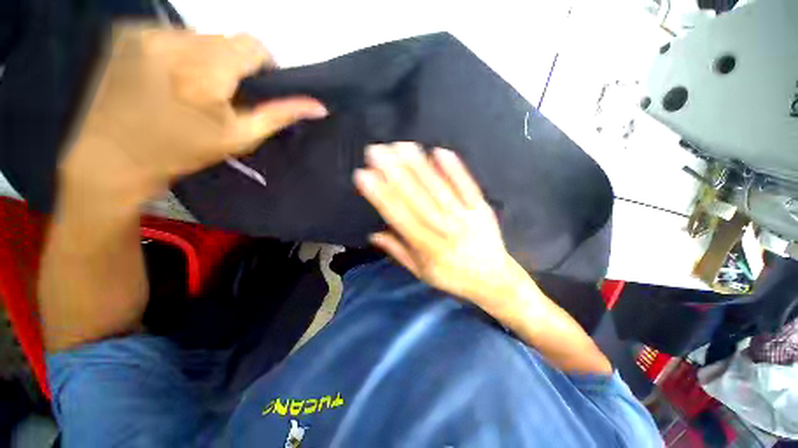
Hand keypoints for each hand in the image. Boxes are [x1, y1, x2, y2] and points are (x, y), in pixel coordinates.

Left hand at [60, 25, 326, 204]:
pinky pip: (170, 34)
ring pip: (198, 36)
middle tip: (217, 95)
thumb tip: (319, 106)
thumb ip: (280, 115)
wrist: (112, 156)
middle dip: (230, 64)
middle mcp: (174, 41)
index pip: (252, 44)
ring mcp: (145, 32)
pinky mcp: (125, 31)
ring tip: (189, 87)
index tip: (253, 86)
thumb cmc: (182, 151)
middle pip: (224, 39)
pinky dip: (177, 51)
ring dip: (203, 57)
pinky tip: (165, 76)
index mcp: (206, 70)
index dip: (261, 64)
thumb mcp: (240, 137)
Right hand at [354, 142, 534, 311]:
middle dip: (394, 172)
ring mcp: (465, 216)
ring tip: (400, 146)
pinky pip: (467, 185)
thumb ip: (398, 252)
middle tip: (376, 150)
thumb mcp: (421, 272)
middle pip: (416, 197)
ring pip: (438, 187)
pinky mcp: (481, 208)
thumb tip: (373, 234)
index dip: (380, 195)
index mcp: (427, 247)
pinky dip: (454, 168)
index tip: (364, 175)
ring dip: (418, 165)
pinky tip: (439, 151)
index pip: (399, 216)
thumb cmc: (452, 277)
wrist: (493, 280)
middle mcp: (444, 229)